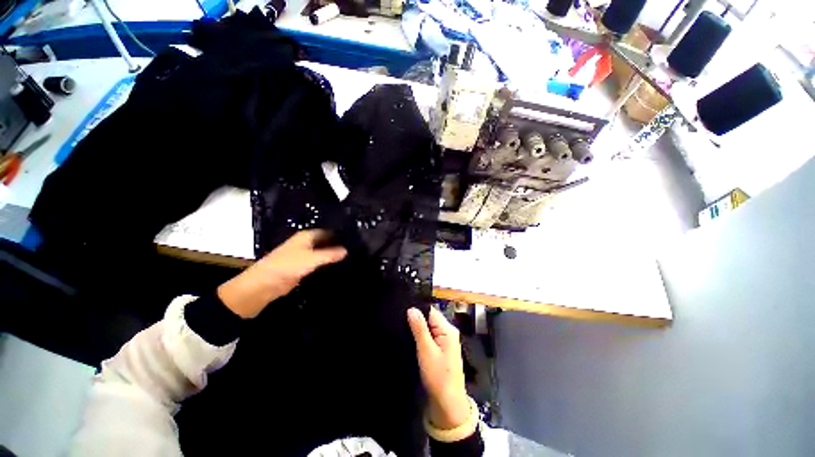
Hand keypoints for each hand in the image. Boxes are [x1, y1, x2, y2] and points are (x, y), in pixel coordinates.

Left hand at [218, 230, 345, 318]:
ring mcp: (304, 255)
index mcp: (307, 236)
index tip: (355, 238)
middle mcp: (306, 243)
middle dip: (338, 245)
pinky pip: (318, 263)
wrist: (264, 285)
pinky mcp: (303, 267)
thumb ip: (330, 254)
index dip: (340, 234)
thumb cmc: (287, 266)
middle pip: (326, 241)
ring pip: (323, 253)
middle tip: (356, 249)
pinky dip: (327, 264)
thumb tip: (347, 250)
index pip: (328, 231)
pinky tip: (338, 267)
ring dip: (333, 255)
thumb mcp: (312, 259)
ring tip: (351, 257)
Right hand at [408, 307, 471, 429]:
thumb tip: (412, 309)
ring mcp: (446, 340)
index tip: (404, 312)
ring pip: (429, 327)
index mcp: (448, 329)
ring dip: (419, 329)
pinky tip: (414, 340)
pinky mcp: (442, 348)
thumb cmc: (438, 376)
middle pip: (430, 318)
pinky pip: (431, 336)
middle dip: (417, 320)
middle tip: (402, 324)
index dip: (418, 310)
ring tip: (405, 331)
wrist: (448, 403)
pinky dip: (422, 337)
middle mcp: (449, 331)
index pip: (431, 311)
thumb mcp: (426, 351)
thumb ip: (419, 329)